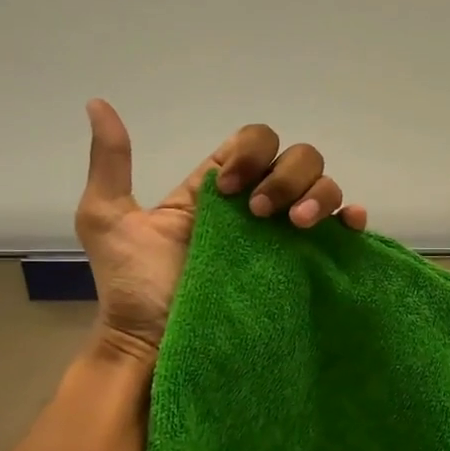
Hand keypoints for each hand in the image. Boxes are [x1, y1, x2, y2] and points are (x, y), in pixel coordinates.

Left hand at [73, 99, 367, 361]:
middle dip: (286, 175)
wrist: (154, 347)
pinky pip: (342, 232)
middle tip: (260, 214)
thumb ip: (112, 161)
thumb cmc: (134, 287)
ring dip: (318, 194)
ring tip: (295, 225)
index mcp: (220, 189)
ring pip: (324, 186)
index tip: (229, 190)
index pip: (255, 142)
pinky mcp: (302, 266)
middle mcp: (257, 206)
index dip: (251, 153)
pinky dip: (352, 218)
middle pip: (298, 158)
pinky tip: (346, 225)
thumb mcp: (108, 218)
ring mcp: (283, 236)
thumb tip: (97, 103)